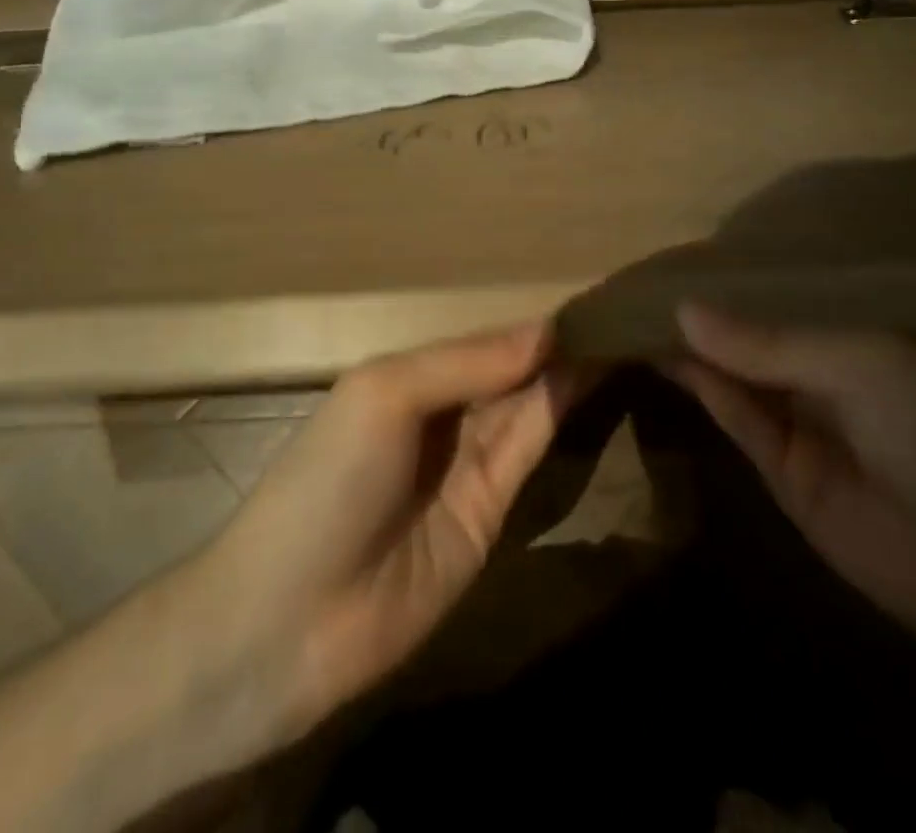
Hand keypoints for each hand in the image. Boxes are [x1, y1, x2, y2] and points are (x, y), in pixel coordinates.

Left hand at [190, 321, 581, 759]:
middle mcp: (441, 414)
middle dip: (554, 346)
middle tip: (623, 313)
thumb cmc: (326, 480)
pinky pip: (527, 451)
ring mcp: (467, 465)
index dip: (528, 324)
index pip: (482, 341)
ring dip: (565, 374)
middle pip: (508, 372)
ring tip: (621, 335)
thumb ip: (465, 363)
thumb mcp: (384, 395)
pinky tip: (590, 378)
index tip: (587, 297)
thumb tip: (545, 330)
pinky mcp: (490, 513)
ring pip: (525, 406)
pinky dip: (558, 414)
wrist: (292, 619)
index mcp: (407, 377)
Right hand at [667, 305, 915, 660]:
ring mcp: (802, 423)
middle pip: (751, 335)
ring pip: (733, 375)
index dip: (734, 279)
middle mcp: (825, 372)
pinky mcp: (782, 473)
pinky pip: (734, 418)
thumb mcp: (857, 365)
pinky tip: (663, 352)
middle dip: (702, 310)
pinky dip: (699, 387)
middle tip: (639, 277)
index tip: (678, 254)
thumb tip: (683, 309)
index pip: (783, 297)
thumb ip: (766, 343)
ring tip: (635, 308)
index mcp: (857, 333)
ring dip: (690, 346)